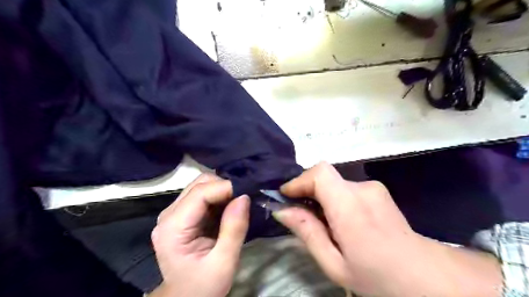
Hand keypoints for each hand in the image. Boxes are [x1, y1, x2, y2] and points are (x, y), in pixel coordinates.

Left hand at [147, 174, 248, 296]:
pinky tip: (230, 208)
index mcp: (173, 228)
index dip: (226, 188)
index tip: (248, 192)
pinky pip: (204, 195)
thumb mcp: (224, 263)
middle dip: (224, 186)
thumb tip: (244, 197)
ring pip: (202, 186)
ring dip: (222, 190)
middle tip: (244, 199)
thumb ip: (234, 230)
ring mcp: (175, 213)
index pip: (200, 193)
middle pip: (199, 184)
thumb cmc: (203, 286)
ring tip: (239, 203)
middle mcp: (169, 215)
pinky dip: (220, 196)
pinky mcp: (183, 215)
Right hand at [272, 163, 500, 296]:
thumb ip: (307, 232)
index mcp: (350, 207)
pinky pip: (345, 188)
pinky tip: (339, 220)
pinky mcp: (377, 190)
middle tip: (298, 213)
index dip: (299, 180)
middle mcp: (363, 189)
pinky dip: (334, 198)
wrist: (426, 277)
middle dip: (306, 190)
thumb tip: (282, 210)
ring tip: (321, 222)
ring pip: (334, 183)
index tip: (285, 196)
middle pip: (324, 176)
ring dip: (321, 196)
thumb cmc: (377, 277)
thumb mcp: (334, 264)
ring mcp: (373, 187)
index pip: (320, 173)